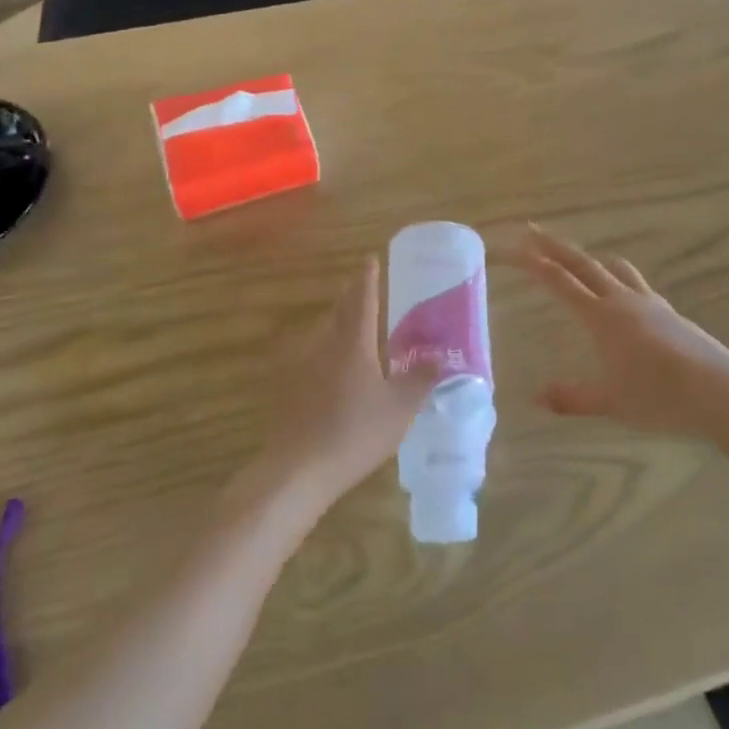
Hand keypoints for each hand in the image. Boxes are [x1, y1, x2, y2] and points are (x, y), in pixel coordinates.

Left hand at [256, 258, 437, 508]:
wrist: (298, 469)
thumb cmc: (355, 432)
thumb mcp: (400, 408)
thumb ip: (421, 379)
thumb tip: (440, 357)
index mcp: (353, 342)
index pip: (362, 299)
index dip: (367, 278)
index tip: (370, 259)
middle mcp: (324, 344)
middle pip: (338, 312)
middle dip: (351, 298)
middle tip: (364, 291)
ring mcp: (301, 366)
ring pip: (323, 334)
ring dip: (338, 327)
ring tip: (354, 332)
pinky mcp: (288, 388)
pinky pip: (311, 359)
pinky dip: (325, 355)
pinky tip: (333, 374)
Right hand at [518, 225, 728, 443]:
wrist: (723, 393)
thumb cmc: (662, 399)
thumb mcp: (612, 403)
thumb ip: (573, 398)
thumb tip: (536, 397)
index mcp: (603, 317)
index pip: (560, 282)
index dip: (533, 263)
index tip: (512, 247)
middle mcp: (622, 300)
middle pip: (582, 263)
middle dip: (553, 246)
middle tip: (531, 230)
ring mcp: (649, 302)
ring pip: (613, 267)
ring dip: (588, 257)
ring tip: (575, 258)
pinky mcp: (668, 312)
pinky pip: (634, 282)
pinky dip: (615, 275)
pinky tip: (619, 292)